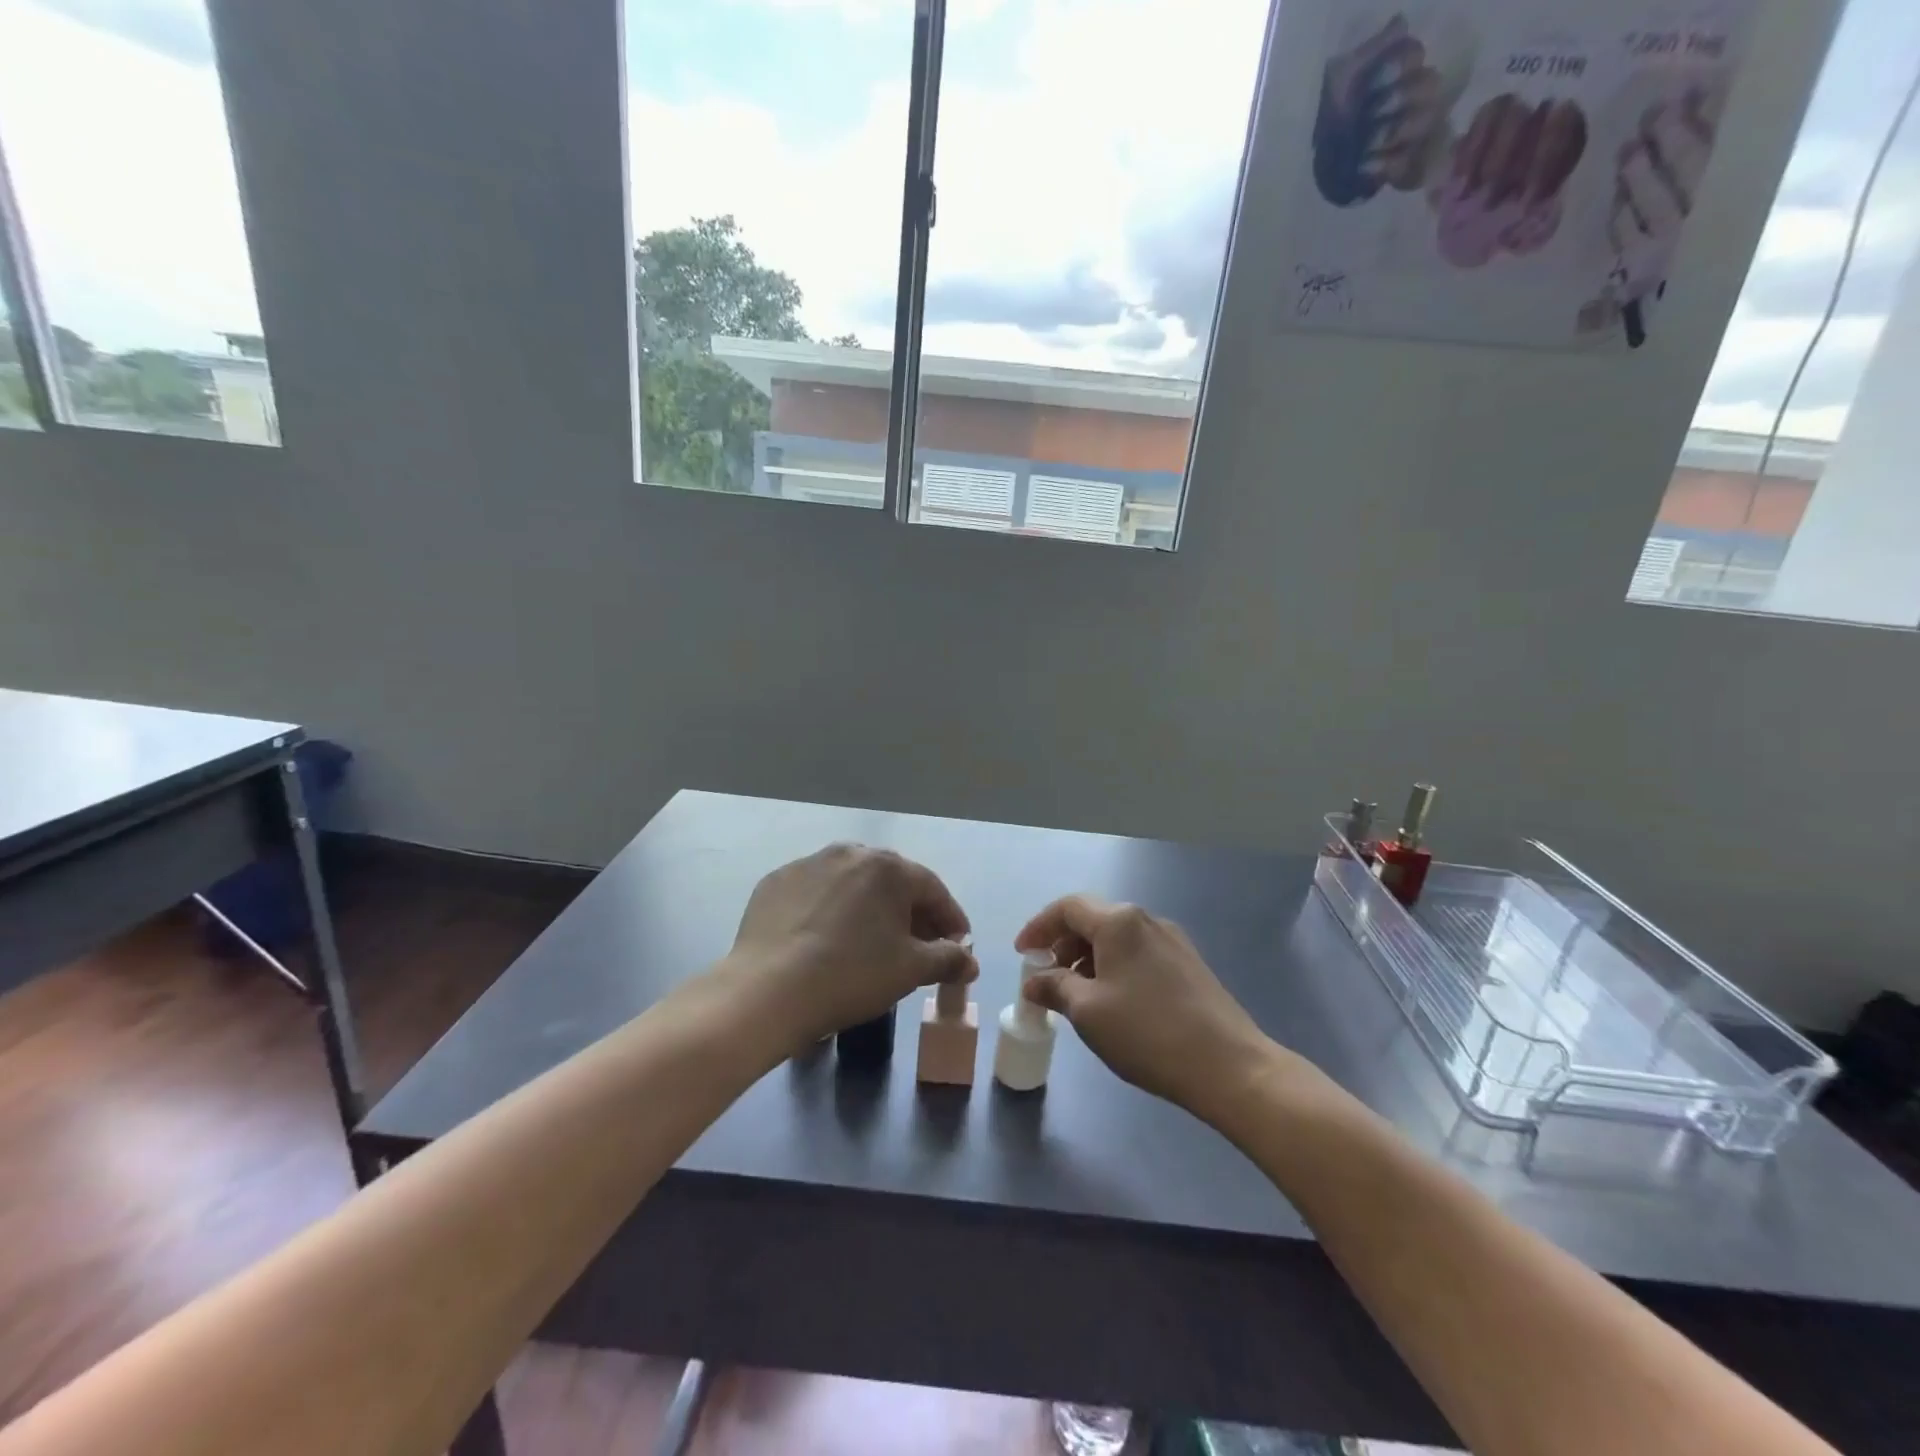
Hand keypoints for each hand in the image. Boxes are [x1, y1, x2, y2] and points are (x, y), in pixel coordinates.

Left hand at [726, 843, 975, 1053]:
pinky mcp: (776, 882)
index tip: (958, 946)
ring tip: (871, 943)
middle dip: (911, 914)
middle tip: (918, 948)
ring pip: (852, 885)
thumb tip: (969, 960)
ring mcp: (808, 864)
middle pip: (892, 884)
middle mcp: (850, 853)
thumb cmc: (851, 975)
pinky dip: (829, 912)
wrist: (766, 991)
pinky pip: (816, 894)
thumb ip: (947, 959)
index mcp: (888, 867)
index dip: (951, 920)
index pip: (933, 890)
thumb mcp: (910, 970)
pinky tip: (825, 940)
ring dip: (869, 910)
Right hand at [1015, 895, 1279, 1122]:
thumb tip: (1034, 981)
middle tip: (1046, 978)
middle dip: (1063, 945)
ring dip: (1088, 959)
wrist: (1229, 1066)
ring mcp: (1172, 941)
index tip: (1022, 954)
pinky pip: (1137, 954)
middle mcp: (1146, 920)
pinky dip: (1113, 968)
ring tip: (1076, 996)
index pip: (1067, 908)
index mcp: (1119, 922)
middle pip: (1093, 919)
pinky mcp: (1188, 964)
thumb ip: (1055, 988)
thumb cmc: (1148, 1033)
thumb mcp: (1088, 1012)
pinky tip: (1112, 1003)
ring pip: (1116, 938)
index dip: (1039, 927)